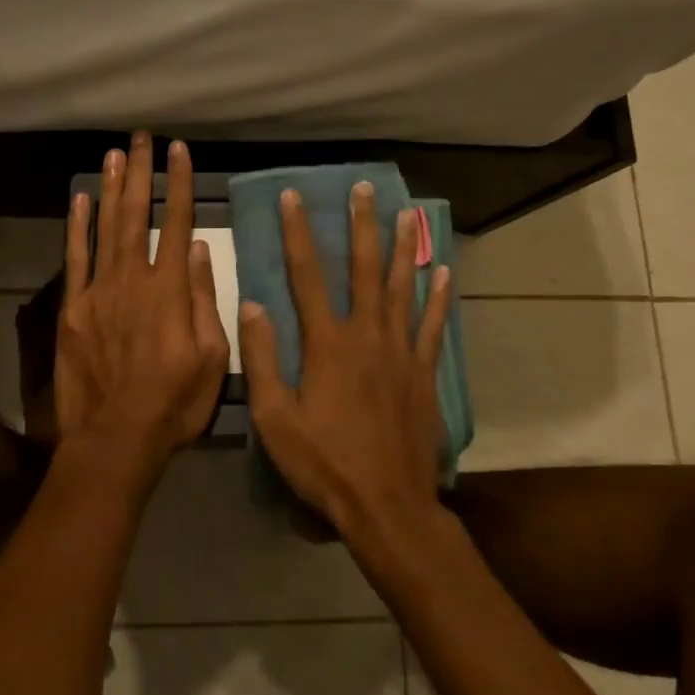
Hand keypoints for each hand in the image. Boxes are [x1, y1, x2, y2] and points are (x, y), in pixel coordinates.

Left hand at [55, 132, 230, 480]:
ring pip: (105, 228)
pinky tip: (80, 201)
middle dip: (141, 173)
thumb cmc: (174, 402)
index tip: (180, 151)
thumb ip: (206, 300)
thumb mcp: (212, 357)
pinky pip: (75, 259)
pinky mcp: (73, 309)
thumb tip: (202, 252)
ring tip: (114, 154)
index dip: (180, 184)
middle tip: (142, 138)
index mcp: (170, 290)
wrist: (116, 437)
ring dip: (110, 188)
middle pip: (138, 215)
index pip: (179, 224)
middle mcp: (133, 279)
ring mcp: (98, 291)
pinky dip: (77, 227)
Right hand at [240, 183, 450, 546]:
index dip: (297, 233)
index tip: (293, 197)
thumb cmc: (324, 464)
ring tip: (405, 214)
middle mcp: (367, 336)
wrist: (387, 506)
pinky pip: (431, 326)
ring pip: (402, 288)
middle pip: (363, 270)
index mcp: (327, 344)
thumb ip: (263, 359)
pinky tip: (442, 272)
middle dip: (360, 226)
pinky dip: (437, 298)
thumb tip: (252, 305)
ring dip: (401, 248)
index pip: (306, 275)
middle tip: (363, 188)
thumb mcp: (276, 418)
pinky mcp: (424, 373)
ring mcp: (401, 352)